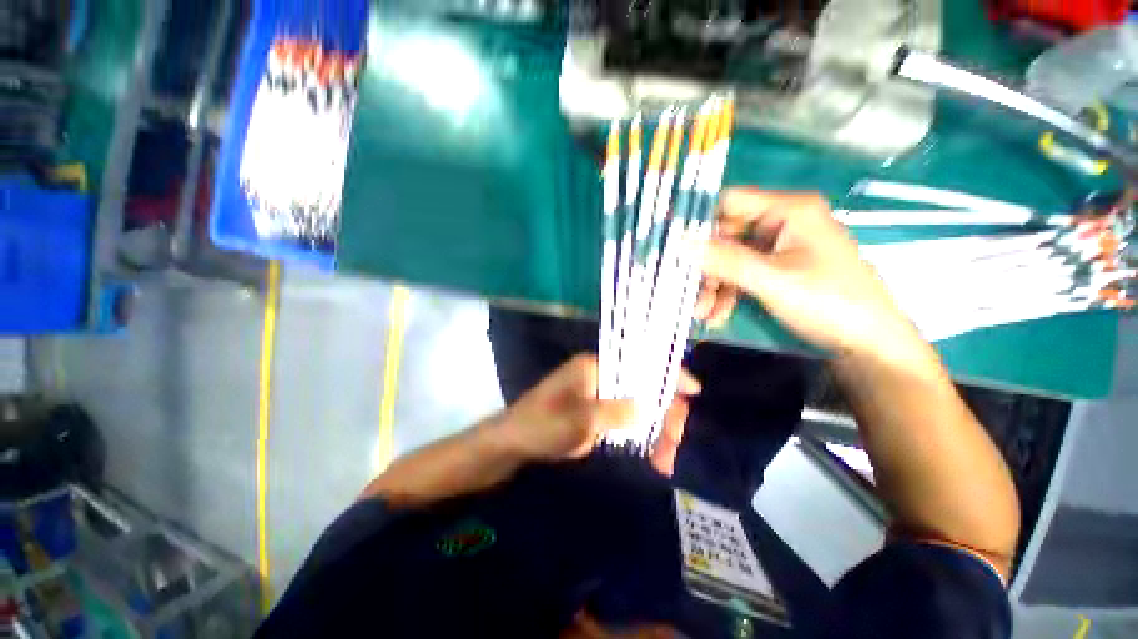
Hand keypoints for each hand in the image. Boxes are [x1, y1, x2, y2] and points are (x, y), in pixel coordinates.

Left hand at [495, 354, 698, 475]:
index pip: (637, 363)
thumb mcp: (577, 421)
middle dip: (664, 413)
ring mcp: (600, 397)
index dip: (666, 374)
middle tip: (675, 444)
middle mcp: (600, 378)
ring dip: (656, 431)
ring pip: (639, 408)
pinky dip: (642, 439)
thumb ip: (613, 412)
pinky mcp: (598, 416)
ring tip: (664, 460)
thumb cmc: (539, 426)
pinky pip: (628, 423)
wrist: (512, 445)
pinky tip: (652, 459)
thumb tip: (650, 407)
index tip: (692, 392)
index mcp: (594, 367)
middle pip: (643, 388)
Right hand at [697, 189, 924, 362]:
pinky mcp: (776, 269)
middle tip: (687, 293)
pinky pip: (740, 274)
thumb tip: (679, 241)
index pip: (730, 202)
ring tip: (702, 314)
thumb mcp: (771, 280)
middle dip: (705, 267)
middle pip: (725, 235)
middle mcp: (781, 223)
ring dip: (712, 286)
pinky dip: (726, 294)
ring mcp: (778, 247)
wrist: (867, 344)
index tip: (672, 247)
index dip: (698, 222)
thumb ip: (723, 259)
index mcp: (788, 210)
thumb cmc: (829, 303)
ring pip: (729, 259)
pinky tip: (717, 315)